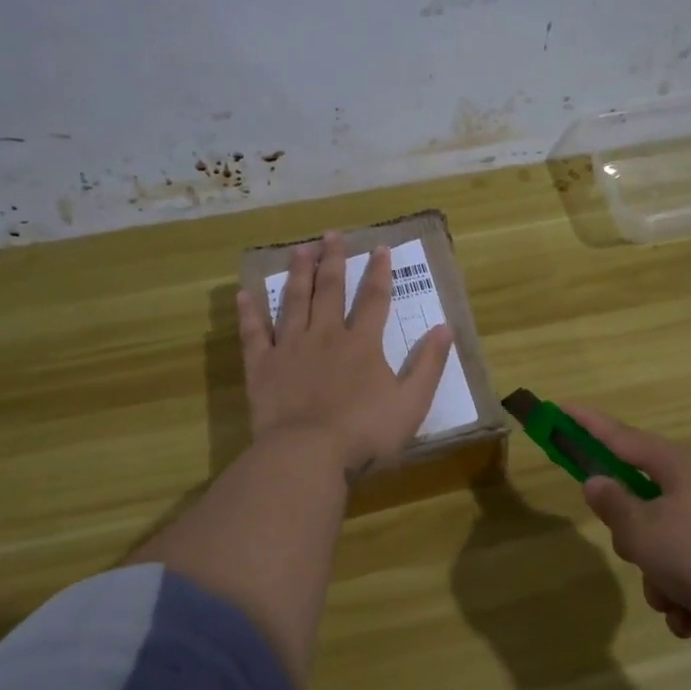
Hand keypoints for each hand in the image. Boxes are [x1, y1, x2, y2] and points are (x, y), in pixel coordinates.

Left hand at [238, 233, 453, 477]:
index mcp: (363, 344)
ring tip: (299, 250)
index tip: (381, 248)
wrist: (307, 454)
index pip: (375, 299)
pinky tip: (245, 293)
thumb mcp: (411, 403)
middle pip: (330, 290)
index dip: (380, 272)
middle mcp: (326, 335)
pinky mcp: (262, 367)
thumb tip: (445, 328)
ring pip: (294, 301)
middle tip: (331, 235)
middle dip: (333, 261)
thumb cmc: (365, 433)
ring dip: (298, 274)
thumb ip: (429, 365)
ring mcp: (290, 348)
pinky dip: (250, 313)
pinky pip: (254, 333)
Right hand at [569, 405, 690, 653]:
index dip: (587, 425)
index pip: (621, 437)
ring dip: (662, 578)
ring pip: (667, 544)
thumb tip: (599, 482)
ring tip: (678, 602)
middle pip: (644, 501)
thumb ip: (614, 506)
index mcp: (682, 464)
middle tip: (640, 557)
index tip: (561, 409)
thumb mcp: (646, 534)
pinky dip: (688, 595)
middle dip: (635, 540)